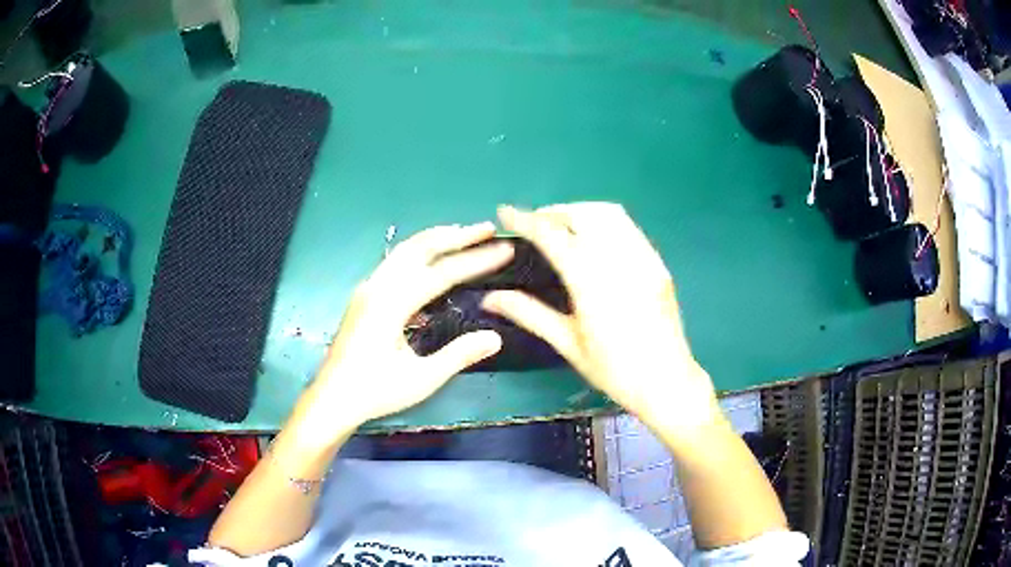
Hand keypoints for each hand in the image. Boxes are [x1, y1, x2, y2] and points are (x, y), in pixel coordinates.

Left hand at [310, 222, 512, 426]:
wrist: (332, 398)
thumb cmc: (375, 392)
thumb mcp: (421, 380)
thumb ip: (458, 356)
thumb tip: (495, 337)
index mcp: (391, 304)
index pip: (441, 273)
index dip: (475, 260)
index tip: (504, 250)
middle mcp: (377, 286)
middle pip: (420, 248)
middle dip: (455, 236)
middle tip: (487, 229)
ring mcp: (368, 288)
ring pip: (404, 250)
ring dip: (435, 239)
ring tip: (463, 234)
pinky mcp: (364, 295)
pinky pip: (395, 262)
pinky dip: (419, 252)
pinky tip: (431, 259)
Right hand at [482, 203, 722, 435]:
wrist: (667, 381)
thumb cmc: (614, 370)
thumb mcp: (568, 344)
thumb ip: (529, 313)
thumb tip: (489, 298)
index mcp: (591, 282)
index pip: (553, 236)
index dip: (525, 220)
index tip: (505, 213)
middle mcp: (619, 260)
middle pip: (582, 214)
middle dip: (554, 212)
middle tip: (534, 225)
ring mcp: (643, 258)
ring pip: (609, 214)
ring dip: (580, 211)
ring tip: (563, 227)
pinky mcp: (657, 263)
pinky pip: (628, 228)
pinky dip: (604, 222)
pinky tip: (595, 241)